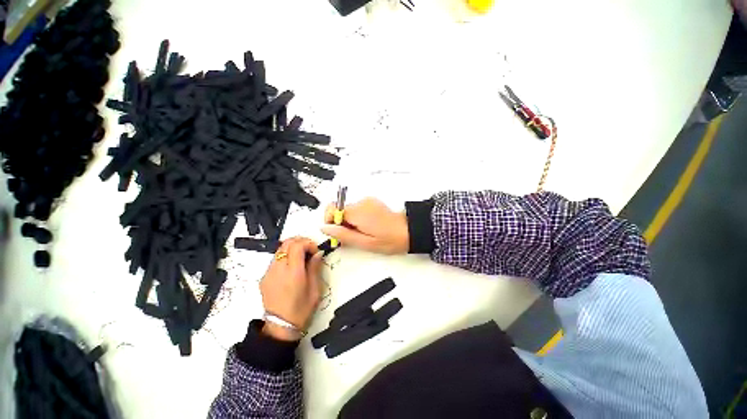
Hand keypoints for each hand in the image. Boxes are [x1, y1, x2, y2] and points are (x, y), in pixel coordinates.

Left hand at [260, 237, 323, 340]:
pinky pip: (275, 259)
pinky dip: (285, 256)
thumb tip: (318, 253)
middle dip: (300, 241)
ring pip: (279, 249)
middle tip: (309, 250)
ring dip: (292, 248)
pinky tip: (292, 267)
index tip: (315, 251)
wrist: (280, 327)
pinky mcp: (264, 277)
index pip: (297, 245)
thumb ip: (315, 268)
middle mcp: (278, 270)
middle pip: (286, 243)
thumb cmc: (301, 309)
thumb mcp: (315, 289)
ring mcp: (269, 273)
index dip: (308, 243)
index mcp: (293, 273)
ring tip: (301, 258)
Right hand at [321, 198, 408, 254]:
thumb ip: (343, 235)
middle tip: (350, 237)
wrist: (409, 231)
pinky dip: (356, 218)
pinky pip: (357, 209)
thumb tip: (324, 228)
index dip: (330, 220)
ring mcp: (368, 201)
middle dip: (340, 223)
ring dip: (349, 222)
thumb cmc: (389, 240)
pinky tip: (366, 228)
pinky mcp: (372, 203)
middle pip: (340, 209)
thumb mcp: (364, 243)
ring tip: (361, 234)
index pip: (332, 208)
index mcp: (358, 211)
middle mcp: (362, 202)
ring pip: (348, 210)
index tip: (336, 233)